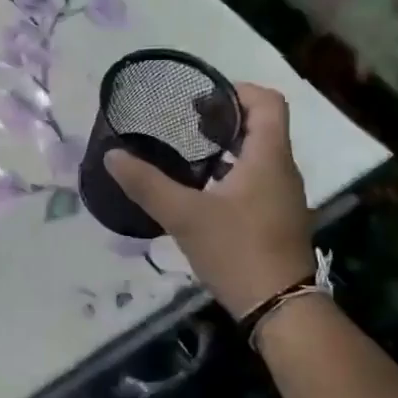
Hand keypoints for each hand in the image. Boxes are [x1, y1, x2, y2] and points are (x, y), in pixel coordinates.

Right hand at [106, 83, 314, 318]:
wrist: (279, 307)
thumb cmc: (236, 250)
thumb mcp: (184, 216)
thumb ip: (147, 184)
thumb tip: (112, 155)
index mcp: (269, 157)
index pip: (268, 101)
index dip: (238, 91)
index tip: (202, 99)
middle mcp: (283, 170)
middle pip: (263, 127)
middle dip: (227, 119)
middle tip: (188, 123)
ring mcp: (285, 197)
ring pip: (261, 156)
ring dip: (231, 148)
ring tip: (191, 154)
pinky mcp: (279, 220)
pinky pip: (260, 181)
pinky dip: (235, 174)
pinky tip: (205, 193)